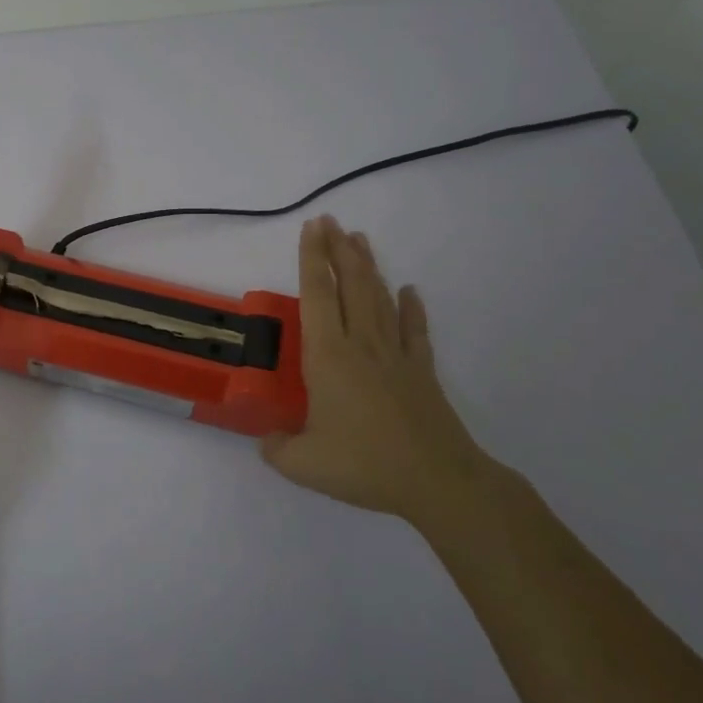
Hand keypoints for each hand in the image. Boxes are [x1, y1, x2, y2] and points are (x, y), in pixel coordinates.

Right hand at [261, 216, 495, 521]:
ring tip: (359, 239)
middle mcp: (361, 345)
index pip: (316, 296)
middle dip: (337, 250)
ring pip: (380, 299)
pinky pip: (415, 331)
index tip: (310, 228)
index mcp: (329, 357)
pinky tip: (410, 291)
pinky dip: (412, 308)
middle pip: (350, 286)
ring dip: (368, 267)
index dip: (311, 259)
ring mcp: (395, 356)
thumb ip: (276, 448)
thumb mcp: (303, 464)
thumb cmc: (364, 465)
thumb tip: (266, 440)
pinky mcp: (421, 372)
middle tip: (330, 220)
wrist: (437, 481)